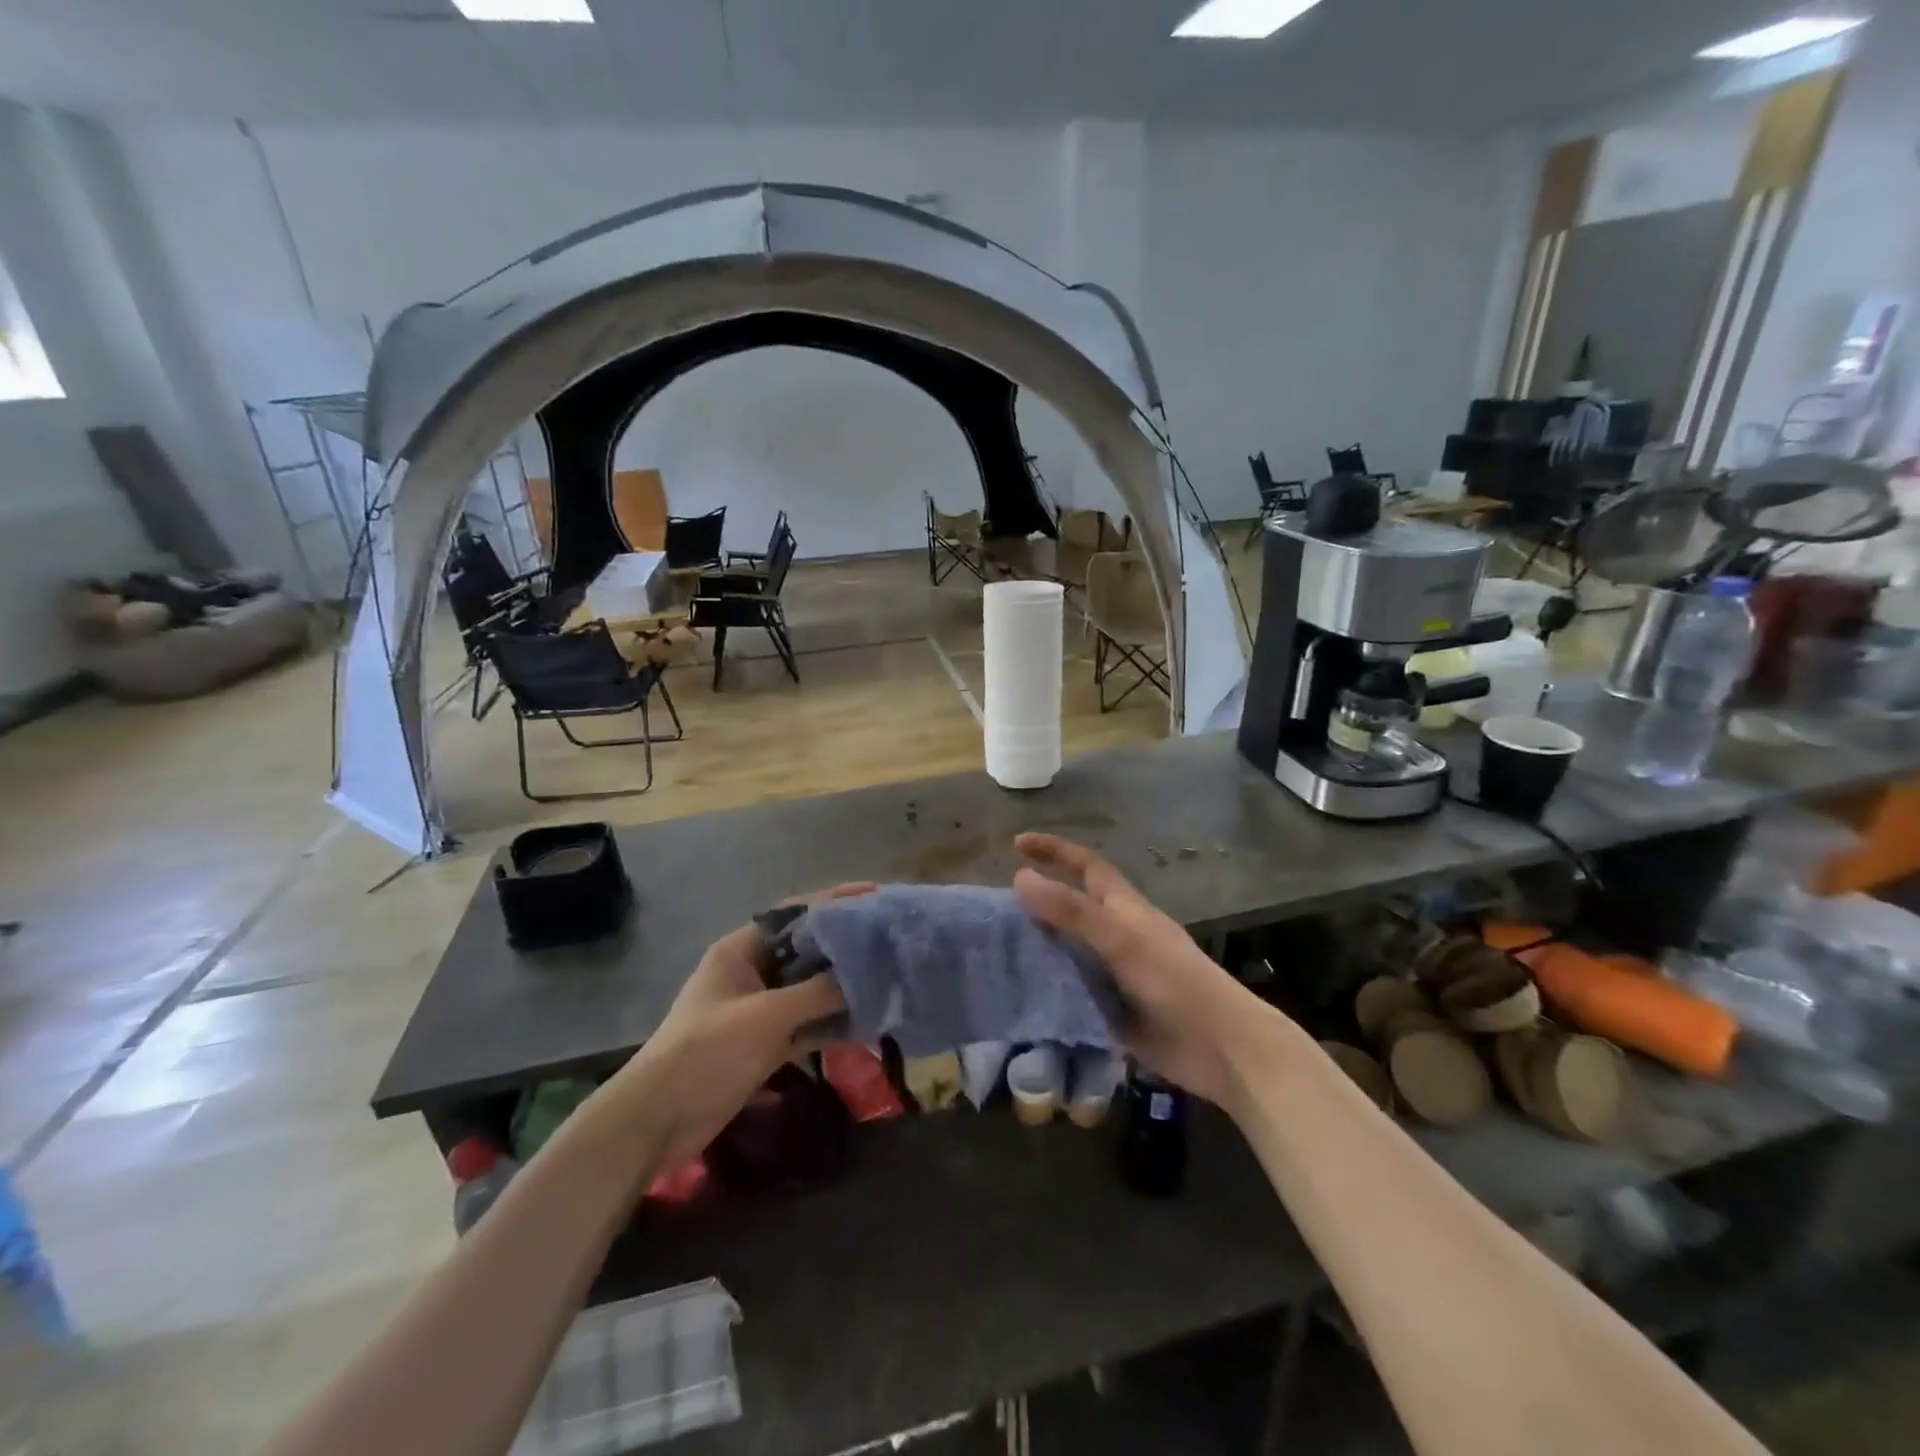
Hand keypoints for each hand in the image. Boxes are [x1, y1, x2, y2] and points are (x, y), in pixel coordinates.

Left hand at [613, 883, 874, 1169]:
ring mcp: (757, 1009)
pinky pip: (805, 1023)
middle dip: (845, 946)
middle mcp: (752, 972)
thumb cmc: (706, 1051)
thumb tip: (865, 977)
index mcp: (742, 949)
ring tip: (887, 979)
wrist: (657, 1121)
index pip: (795, 913)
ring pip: (809, 989)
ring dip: (842, 988)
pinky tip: (866, 1024)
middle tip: (890, 941)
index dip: (835, 901)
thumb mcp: (766, 1016)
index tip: (875, 896)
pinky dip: (831, 1023)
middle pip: (806, 950)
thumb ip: (817, 992)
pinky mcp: (763, 1043)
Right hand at [1013, 834, 1272, 1106]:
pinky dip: (1046, 992)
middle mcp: (1115, 935)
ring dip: (1036, 952)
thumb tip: (1018, 878)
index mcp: (1123, 909)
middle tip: (992, 914)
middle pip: (1070, 910)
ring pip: (1066, 953)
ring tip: (993, 956)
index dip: (1055, 850)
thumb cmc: (1173, 981)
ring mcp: (1112, 974)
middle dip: (1035, 906)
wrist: (1217, 1048)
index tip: (1017, 844)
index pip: (1085, 866)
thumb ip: (1070, 911)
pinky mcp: (1109, 1009)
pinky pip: (1070, 993)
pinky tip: (1017, 999)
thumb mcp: (1120, 939)